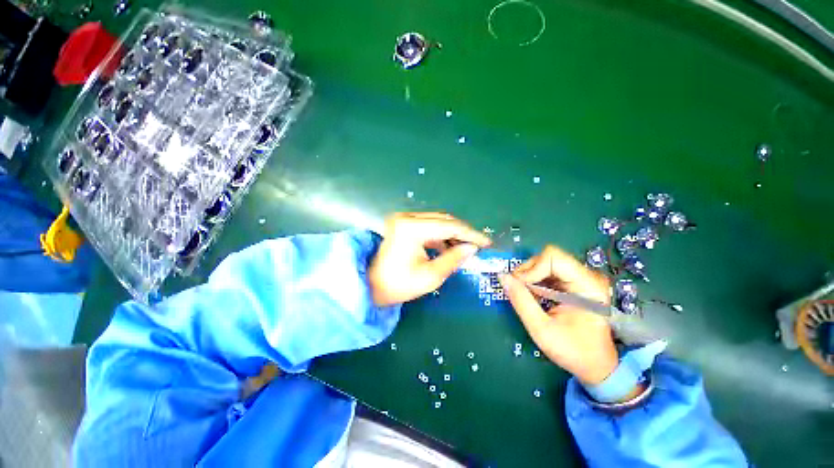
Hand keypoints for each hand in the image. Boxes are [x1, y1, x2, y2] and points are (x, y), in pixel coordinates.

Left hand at [370, 212, 490, 305]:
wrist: (371, 285)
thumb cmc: (399, 285)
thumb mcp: (431, 276)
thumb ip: (454, 259)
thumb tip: (472, 248)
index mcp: (411, 228)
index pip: (449, 226)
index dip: (471, 234)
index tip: (487, 242)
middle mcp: (407, 217)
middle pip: (444, 219)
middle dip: (463, 232)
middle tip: (478, 245)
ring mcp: (403, 218)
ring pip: (437, 221)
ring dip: (452, 233)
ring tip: (465, 248)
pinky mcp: (403, 224)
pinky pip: (428, 225)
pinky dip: (441, 235)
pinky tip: (448, 246)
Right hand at [499, 245, 619, 386]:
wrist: (596, 365)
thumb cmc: (573, 351)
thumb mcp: (541, 329)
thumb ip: (520, 301)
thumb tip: (502, 277)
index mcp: (587, 285)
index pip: (553, 258)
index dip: (531, 269)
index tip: (519, 286)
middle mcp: (587, 276)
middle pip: (548, 257)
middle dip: (528, 272)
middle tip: (517, 290)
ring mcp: (582, 278)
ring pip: (546, 262)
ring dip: (530, 276)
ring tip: (525, 294)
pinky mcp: (575, 282)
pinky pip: (548, 272)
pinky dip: (535, 280)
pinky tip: (534, 295)